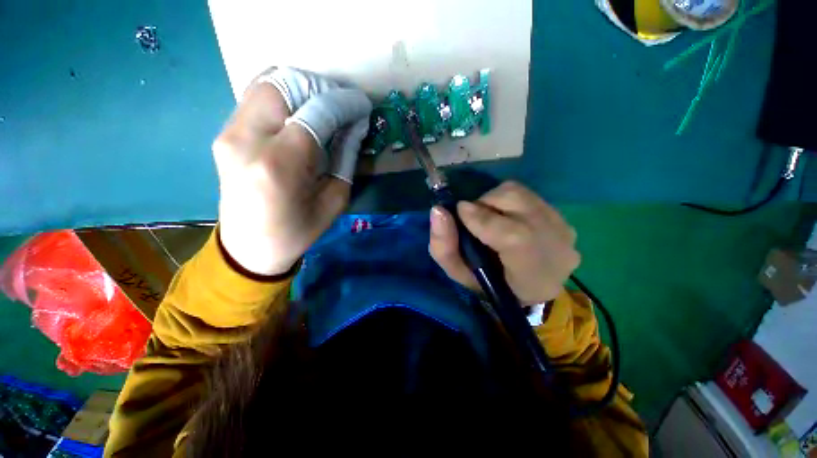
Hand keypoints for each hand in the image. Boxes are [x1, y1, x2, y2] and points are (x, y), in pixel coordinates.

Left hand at [213, 67, 371, 274]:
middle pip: (284, 84)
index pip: (317, 112)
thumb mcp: (334, 200)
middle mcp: (247, 140)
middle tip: (341, 105)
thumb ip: (345, 158)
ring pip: (265, 84)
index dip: (345, 103)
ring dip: (301, 88)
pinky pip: (254, 98)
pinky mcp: (224, 134)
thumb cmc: (298, 231)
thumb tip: (355, 126)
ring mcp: (229, 134)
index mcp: (281, 164)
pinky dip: (283, 97)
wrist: (249, 247)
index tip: (363, 106)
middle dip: (320, 88)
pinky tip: (299, 115)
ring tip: (323, 108)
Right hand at [429, 181, 579, 305]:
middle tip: (472, 217)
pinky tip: (505, 218)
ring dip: (495, 200)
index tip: (459, 212)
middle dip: (484, 203)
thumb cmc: (489, 285)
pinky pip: (528, 195)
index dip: (482, 219)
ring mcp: (564, 228)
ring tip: (488, 217)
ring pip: (520, 193)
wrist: (527, 289)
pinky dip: (507, 201)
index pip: (513, 236)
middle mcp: (557, 246)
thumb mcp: (459, 274)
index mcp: (532, 274)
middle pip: (516, 202)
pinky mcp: (563, 217)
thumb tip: (438, 210)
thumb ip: (444, 248)